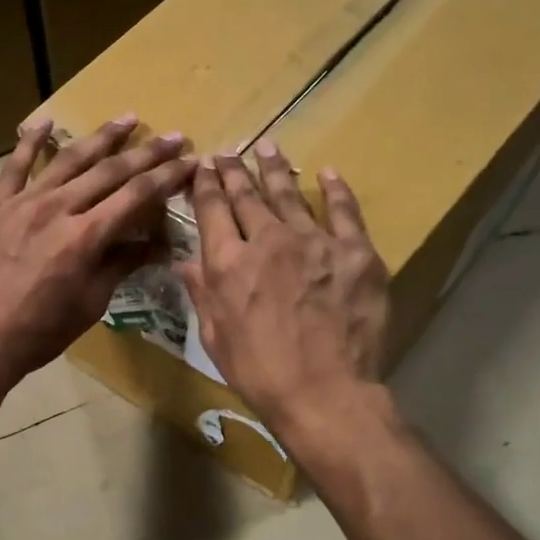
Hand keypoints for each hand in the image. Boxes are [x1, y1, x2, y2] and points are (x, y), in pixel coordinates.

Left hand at [0, 115, 194, 390]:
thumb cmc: (42, 331)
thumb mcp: (92, 303)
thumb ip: (122, 265)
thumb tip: (157, 245)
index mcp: (85, 238)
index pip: (136, 196)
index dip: (167, 177)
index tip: (190, 161)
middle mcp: (58, 209)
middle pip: (110, 171)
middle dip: (147, 153)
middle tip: (174, 137)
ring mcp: (25, 203)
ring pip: (69, 159)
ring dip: (102, 137)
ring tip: (128, 118)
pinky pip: (16, 166)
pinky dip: (31, 141)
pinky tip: (47, 122)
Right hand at [180, 140, 388, 435]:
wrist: (324, 393)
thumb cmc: (259, 373)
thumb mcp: (214, 337)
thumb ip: (201, 293)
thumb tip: (184, 260)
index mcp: (228, 263)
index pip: (211, 210)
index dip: (206, 184)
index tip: (204, 165)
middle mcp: (267, 241)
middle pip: (247, 195)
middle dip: (235, 171)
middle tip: (229, 153)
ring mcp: (315, 242)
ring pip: (289, 195)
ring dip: (275, 169)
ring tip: (268, 147)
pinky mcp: (355, 252)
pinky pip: (344, 211)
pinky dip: (335, 190)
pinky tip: (326, 173)